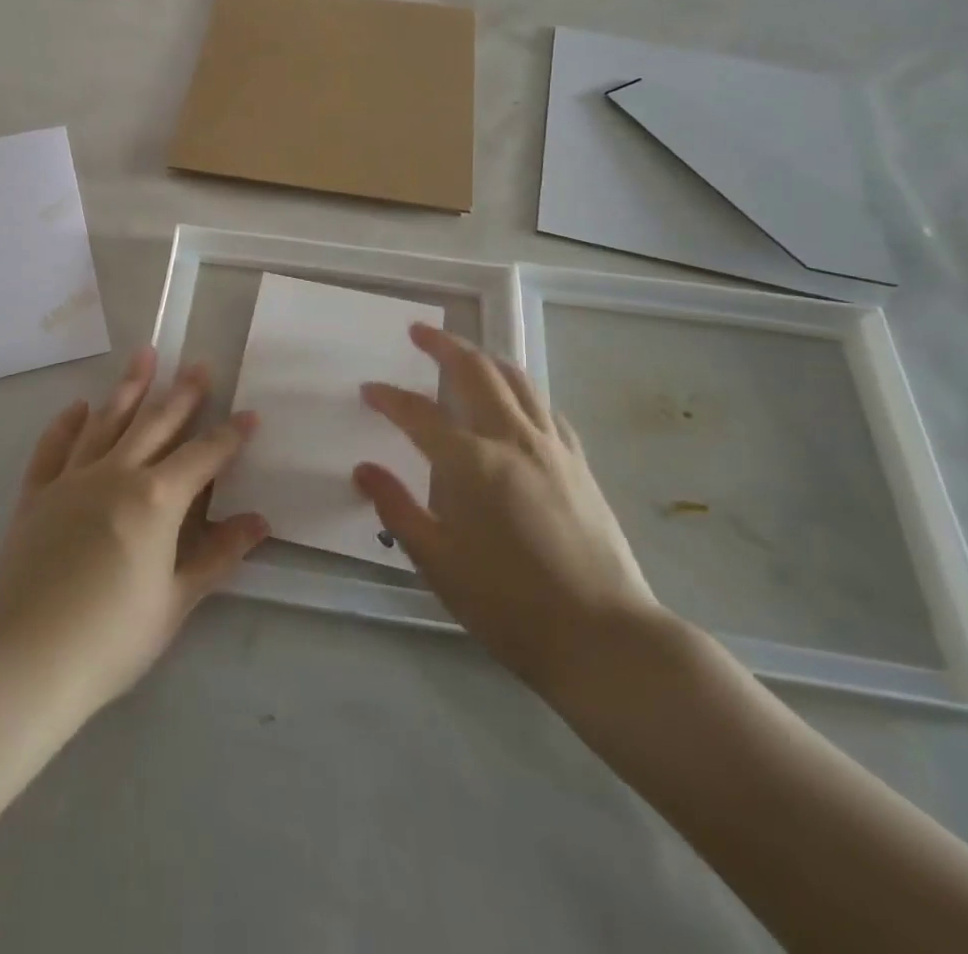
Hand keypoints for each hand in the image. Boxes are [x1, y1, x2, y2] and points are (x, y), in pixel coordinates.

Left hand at [0, 346, 269, 724]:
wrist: (23, 661)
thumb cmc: (111, 639)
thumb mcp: (175, 602)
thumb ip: (217, 556)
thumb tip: (259, 522)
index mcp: (155, 500)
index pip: (203, 456)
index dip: (229, 436)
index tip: (249, 415)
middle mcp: (115, 474)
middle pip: (155, 424)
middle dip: (182, 394)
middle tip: (199, 365)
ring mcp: (71, 479)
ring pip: (106, 421)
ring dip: (128, 388)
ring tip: (144, 355)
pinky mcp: (35, 494)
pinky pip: (53, 447)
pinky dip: (67, 423)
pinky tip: (78, 406)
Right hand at [354, 324, 664, 698]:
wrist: (602, 636)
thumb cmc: (507, 603)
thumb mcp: (436, 561)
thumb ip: (396, 507)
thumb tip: (364, 469)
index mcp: (471, 461)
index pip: (418, 413)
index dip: (389, 398)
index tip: (368, 389)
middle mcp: (511, 439)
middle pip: (476, 371)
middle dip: (444, 345)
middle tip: (419, 331)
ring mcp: (552, 447)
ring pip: (517, 380)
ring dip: (486, 357)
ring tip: (466, 351)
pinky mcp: (579, 463)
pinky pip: (545, 408)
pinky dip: (522, 389)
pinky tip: (516, 399)